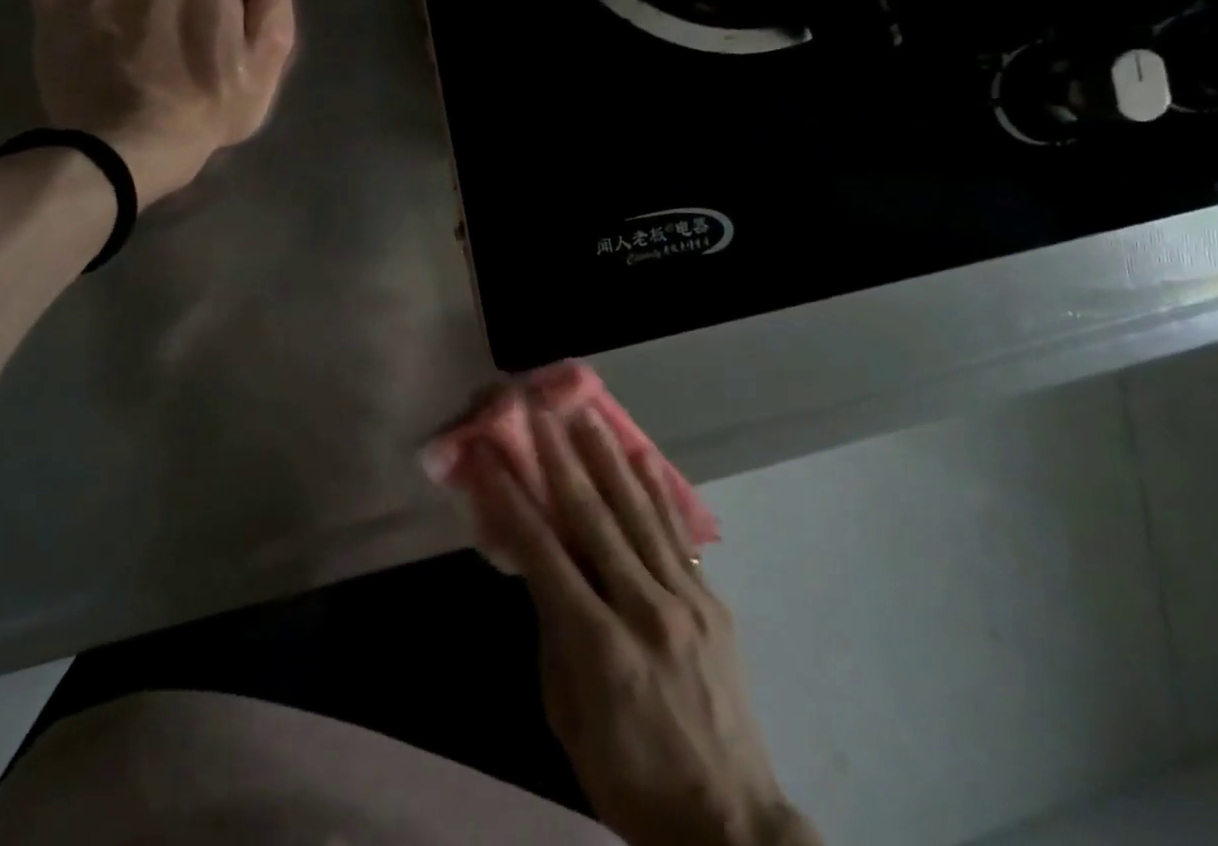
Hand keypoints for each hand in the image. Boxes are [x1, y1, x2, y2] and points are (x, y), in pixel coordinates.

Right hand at [463, 402, 819, 845]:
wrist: (728, 825)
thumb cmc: (630, 778)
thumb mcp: (568, 719)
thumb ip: (553, 635)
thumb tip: (540, 567)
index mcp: (598, 646)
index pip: (542, 553)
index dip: (512, 498)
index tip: (490, 455)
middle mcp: (643, 608)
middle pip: (593, 518)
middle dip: (561, 459)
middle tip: (540, 413)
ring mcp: (685, 599)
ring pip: (638, 512)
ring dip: (608, 458)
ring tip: (588, 415)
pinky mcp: (712, 600)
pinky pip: (678, 533)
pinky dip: (659, 490)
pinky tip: (643, 455)